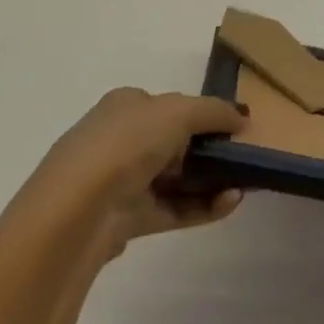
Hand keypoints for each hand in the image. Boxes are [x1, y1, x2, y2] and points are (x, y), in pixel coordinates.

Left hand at [36, 87, 248, 263]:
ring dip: (211, 180)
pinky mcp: (130, 218)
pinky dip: (203, 206)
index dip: (202, 113)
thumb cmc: (126, 144)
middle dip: (210, 149)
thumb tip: (242, 117)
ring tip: (245, 184)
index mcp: (126, 105)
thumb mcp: (177, 112)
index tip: (235, 126)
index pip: (170, 105)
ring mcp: (124, 181)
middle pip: (175, 142)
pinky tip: (230, 202)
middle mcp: (122, 139)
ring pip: (177, 178)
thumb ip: (213, 111)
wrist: (78, 210)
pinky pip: (174, 208)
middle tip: (244, 157)